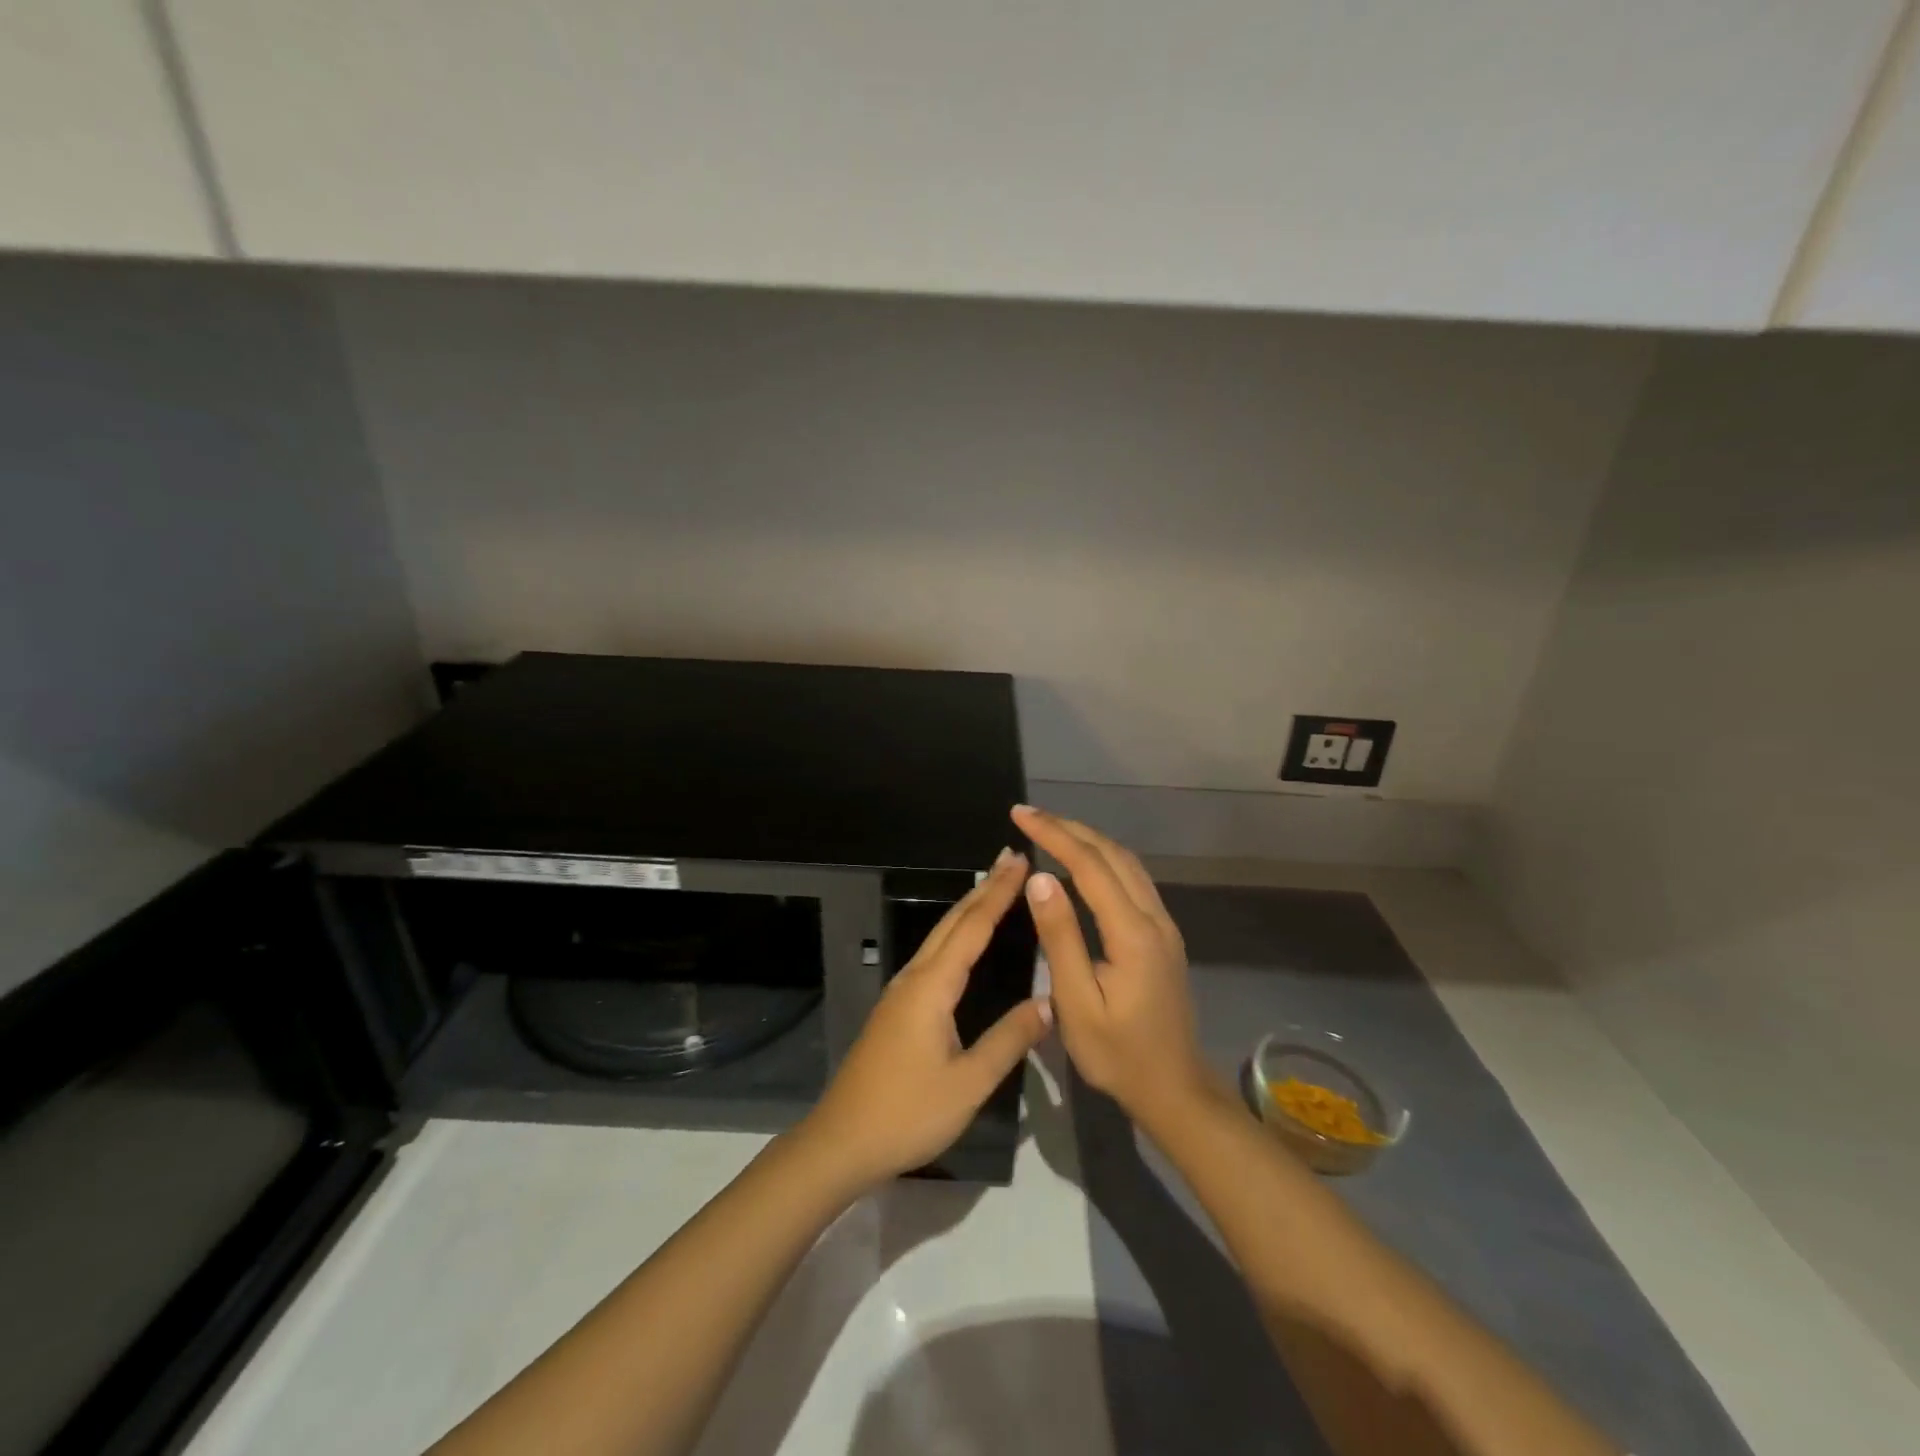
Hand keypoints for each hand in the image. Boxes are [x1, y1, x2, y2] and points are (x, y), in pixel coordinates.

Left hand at [795, 847, 1052, 1192]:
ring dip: (969, 908)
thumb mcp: (968, 1084)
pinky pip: (933, 955)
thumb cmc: (907, 1113)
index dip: (999, 893)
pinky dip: (956, 933)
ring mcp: (901, 991)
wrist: (841, 1141)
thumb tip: (1050, 1002)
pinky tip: (964, 941)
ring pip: (940, 936)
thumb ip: (1009, 1040)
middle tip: (1011, 857)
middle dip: (984, 888)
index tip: (1020, 860)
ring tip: (994, 886)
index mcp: (932, 987)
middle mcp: (914, 977)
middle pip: (953, 922)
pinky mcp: (897, 1008)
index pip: (973, 928)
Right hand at [1012, 805, 1211, 1124]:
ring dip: (1089, 839)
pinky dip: (1103, 859)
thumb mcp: (1078, 1003)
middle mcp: (1154, 918)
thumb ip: (1060, 939)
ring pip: (1127, 863)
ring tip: (1050, 829)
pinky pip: (1133, 879)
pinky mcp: (1163, 935)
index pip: (1089, 866)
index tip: (1020, 815)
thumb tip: (1039, 880)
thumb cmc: (1118, 1055)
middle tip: (1028, 815)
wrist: (1174, 1089)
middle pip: (1112, 854)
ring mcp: (1163, 925)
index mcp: (1132, 932)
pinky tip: (1083, 863)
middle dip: (1069, 828)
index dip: (1054, 834)